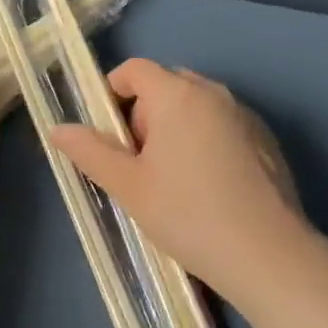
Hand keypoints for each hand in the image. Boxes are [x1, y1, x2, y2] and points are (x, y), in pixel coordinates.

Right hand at [50, 59, 308, 306]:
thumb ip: (91, 152)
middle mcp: (211, 91)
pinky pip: (223, 124)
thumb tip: (57, 128)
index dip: (114, 94)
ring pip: (196, 106)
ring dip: (177, 128)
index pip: (134, 70)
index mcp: (175, 93)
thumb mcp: (130, 187)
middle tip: (141, 164)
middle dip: (145, 115)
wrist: (271, 257)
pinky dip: (208, 140)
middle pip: (165, 86)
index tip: (111, 136)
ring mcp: (243, 113)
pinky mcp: (266, 139)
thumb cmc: (189, 215)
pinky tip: (212, 188)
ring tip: (176, 180)